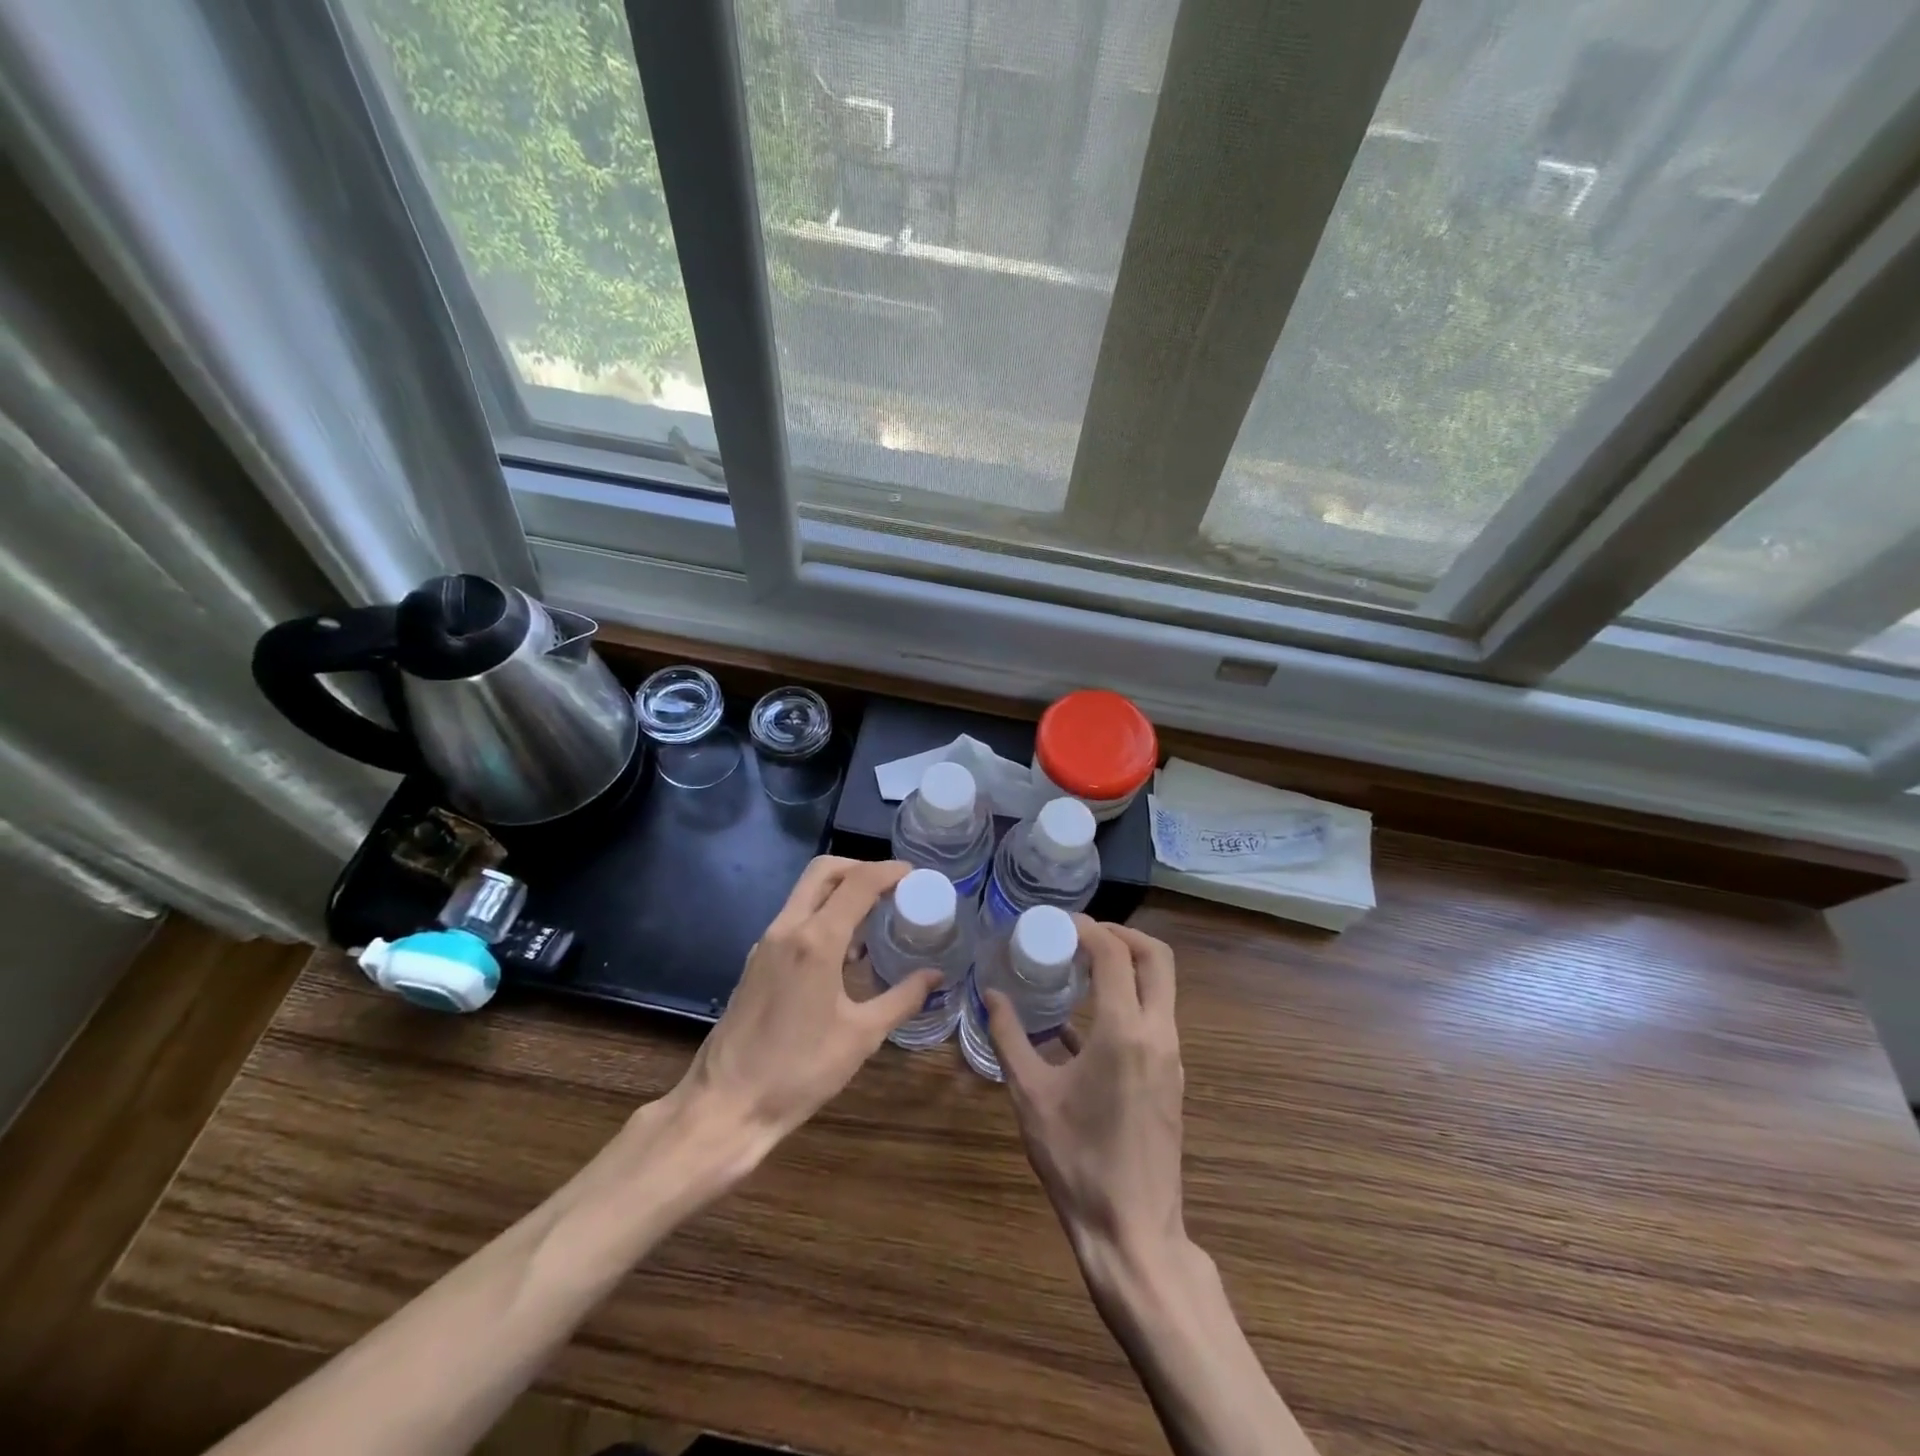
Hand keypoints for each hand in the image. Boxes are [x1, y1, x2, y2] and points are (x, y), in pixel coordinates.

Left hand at [674, 857, 940, 1156]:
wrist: (727, 1105)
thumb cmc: (799, 1071)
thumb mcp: (862, 1036)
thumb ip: (902, 998)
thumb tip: (935, 975)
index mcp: (816, 940)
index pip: (858, 883)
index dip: (889, 871)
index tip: (915, 875)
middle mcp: (787, 929)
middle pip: (824, 871)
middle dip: (861, 868)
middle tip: (893, 887)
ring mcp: (766, 943)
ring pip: (806, 892)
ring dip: (840, 891)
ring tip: (875, 916)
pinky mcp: (756, 960)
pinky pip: (795, 918)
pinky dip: (823, 914)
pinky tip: (844, 950)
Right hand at [986, 918, 1185, 1280]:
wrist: (1133, 1233)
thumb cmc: (1077, 1162)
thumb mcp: (1031, 1096)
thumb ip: (1009, 1038)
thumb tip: (990, 996)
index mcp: (1124, 1032)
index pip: (1114, 953)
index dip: (1087, 928)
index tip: (1056, 923)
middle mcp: (1158, 1034)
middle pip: (1156, 957)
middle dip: (1121, 934)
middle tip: (1080, 934)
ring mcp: (1171, 1056)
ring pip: (1162, 986)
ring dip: (1127, 964)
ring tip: (1081, 966)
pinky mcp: (1171, 1077)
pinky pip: (1155, 1017)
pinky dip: (1128, 998)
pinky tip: (1085, 1020)